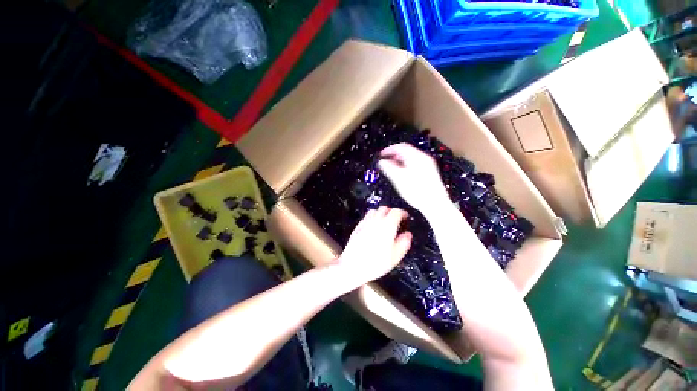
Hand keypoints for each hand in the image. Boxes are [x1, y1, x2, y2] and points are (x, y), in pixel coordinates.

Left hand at [337, 206, 411, 284]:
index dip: (402, 213)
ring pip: (374, 211)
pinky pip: (366, 217)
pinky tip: (373, 227)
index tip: (405, 217)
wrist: (353, 266)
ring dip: (381, 213)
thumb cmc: (376, 263)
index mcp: (387, 226)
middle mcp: (376, 221)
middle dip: (391, 211)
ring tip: (384, 222)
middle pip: (384, 208)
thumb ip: (404, 243)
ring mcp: (365, 223)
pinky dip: (372, 218)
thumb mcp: (395, 256)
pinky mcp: (357, 227)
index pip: (396, 211)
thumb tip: (407, 234)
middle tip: (396, 220)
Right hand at [377, 143, 449, 214]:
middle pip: (406, 151)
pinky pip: (415, 164)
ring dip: (400, 161)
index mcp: (416, 157)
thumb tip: (382, 162)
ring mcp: (428, 165)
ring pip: (411, 158)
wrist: (435, 204)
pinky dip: (406, 165)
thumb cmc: (418, 191)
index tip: (381, 154)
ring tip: (392, 168)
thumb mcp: (399, 178)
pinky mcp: (429, 172)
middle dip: (394, 155)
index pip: (400, 147)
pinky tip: (402, 174)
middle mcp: (424, 158)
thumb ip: (388, 167)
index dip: (389, 149)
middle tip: (386, 160)